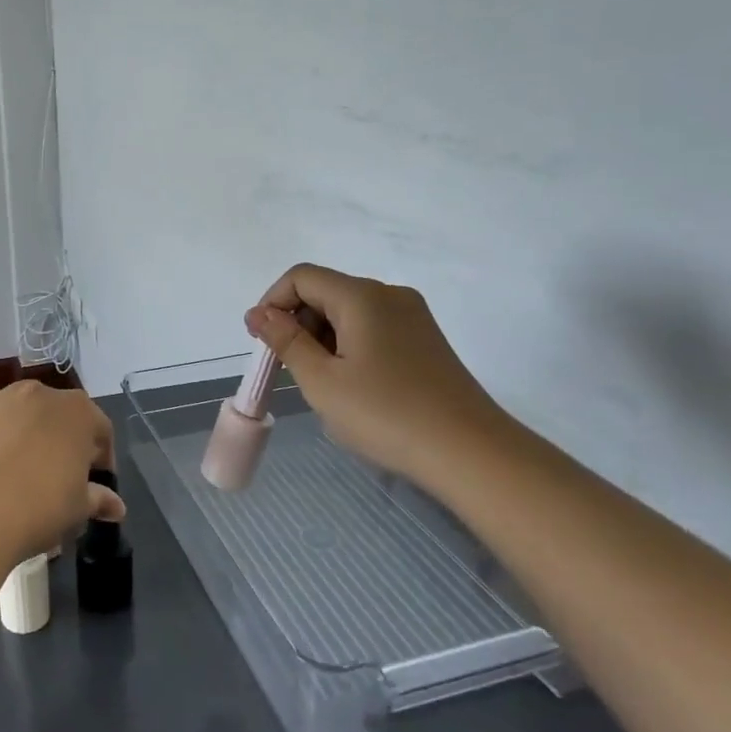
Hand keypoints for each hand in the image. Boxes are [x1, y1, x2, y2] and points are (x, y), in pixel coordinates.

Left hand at [0, 372, 123, 561]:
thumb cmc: (42, 507)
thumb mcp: (80, 509)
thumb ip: (99, 499)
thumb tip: (116, 506)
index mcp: (80, 413)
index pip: (100, 430)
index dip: (101, 458)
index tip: (95, 483)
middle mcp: (45, 394)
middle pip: (61, 414)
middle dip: (63, 440)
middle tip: (57, 477)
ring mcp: (5, 395)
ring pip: (23, 402)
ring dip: (26, 423)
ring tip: (17, 462)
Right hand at [245, 264, 507, 481]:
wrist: (471, 453)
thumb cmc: (386, 415)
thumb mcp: (322, 381)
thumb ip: (286, 341)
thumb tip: (259, 313)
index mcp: (362, 296)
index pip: (301, 278)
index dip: (272, 303)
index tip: (261, 343)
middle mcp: (389, 295)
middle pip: (326, 292)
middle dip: (297, 324)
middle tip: (289, 371)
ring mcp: (413, 317)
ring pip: (349, 313)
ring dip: (322, 339)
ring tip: (323, 386)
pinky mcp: (426, 341)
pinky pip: (373, 329)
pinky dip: (349, 347)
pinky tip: (354, 388)